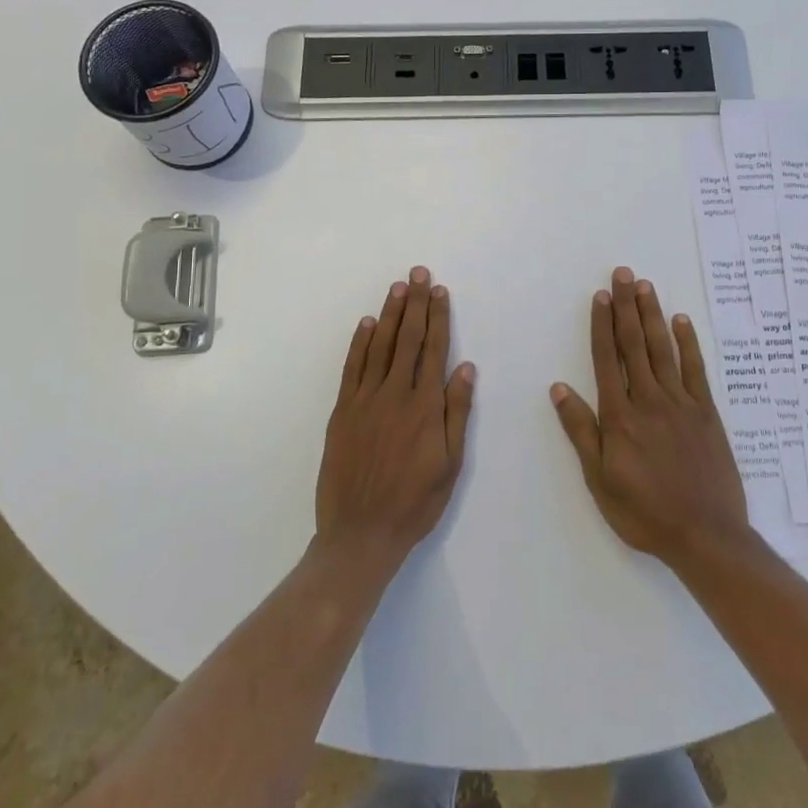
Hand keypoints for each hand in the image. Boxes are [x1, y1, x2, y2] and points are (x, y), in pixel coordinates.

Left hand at [316, 267, 475, 566]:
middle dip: (415, 304)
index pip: (434, 350)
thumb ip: (457, 413)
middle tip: (418, 273)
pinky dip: (360, 342)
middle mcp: (395, 394)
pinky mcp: (342, 411)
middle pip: (408, 339)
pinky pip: (352, 368)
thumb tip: (465, 368)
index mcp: (425, 406)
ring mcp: (365, 400)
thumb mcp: (450, 465)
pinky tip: (367, 324)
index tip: (440, 291)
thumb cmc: (414, 503)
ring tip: (398, 288)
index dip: (438, 317)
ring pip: (380, 346)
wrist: (360, 533)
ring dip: (390, 314)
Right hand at [551, 267, 752, 567]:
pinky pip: (696, 370)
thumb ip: (581, 431)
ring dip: (652, 315)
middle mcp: (649, 400)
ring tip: (645, 286)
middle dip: (626, 307)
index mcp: (620, 416)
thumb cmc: (644, 512)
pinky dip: (688, 343)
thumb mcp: (600, 479)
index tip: (600, 296)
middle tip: (623, 274)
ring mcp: (681, 403)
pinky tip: (681, 321)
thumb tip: (559, 388)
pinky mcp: (707, 413)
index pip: (606, 359)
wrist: (705, 536)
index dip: (601, 325)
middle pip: (634, 344)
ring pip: (663, 349)